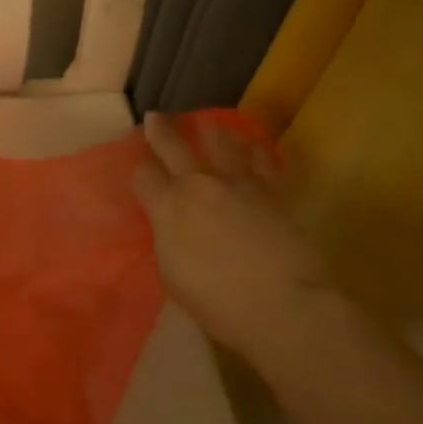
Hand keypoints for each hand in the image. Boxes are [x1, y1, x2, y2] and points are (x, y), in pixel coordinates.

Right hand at [133, 112, 331, 343]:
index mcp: (167, 207)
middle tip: (156, 117)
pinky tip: (251, 146)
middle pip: (172, 144)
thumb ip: (168, 238)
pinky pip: (262, 159)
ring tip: (208, 124)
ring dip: (211, 130)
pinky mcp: (271, 190)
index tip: (141, 167)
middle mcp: (197, 184)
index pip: (144, 175)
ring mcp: (236, 182)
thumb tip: (171, 224)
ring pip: (220, 141)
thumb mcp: (173, 274)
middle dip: (161, 129)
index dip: (140, 169)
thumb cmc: (218, 304)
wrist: (281, 306)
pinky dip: (254, 150)